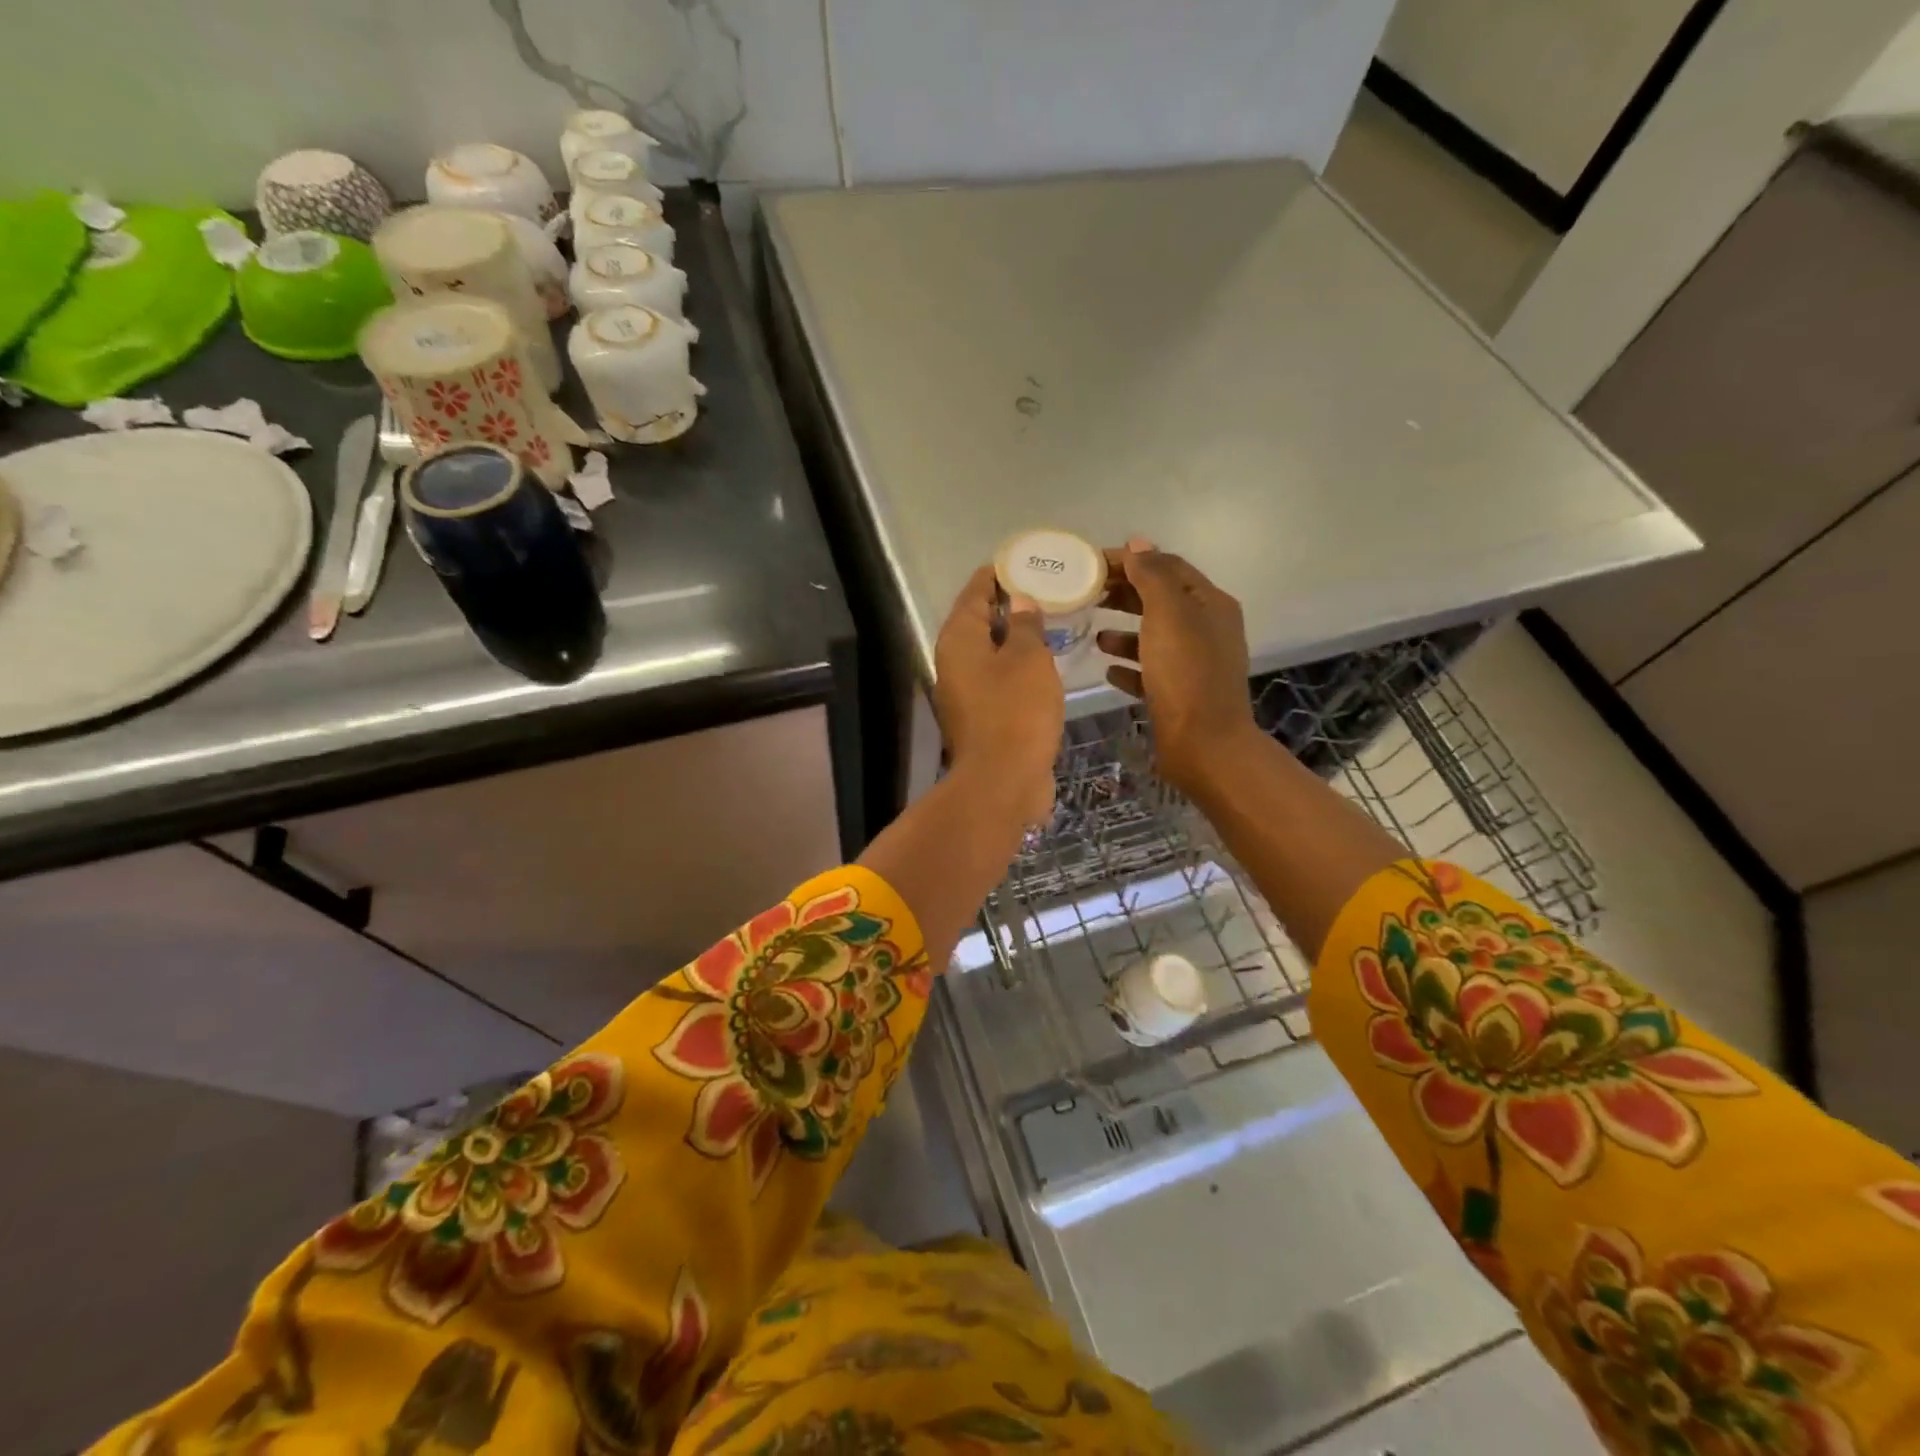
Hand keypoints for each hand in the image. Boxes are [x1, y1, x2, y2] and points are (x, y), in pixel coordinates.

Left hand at [933, 565, 1064, 823]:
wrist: (1003, 781)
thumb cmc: (1016, 711)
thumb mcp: (1029, 659)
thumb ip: (1026, 625)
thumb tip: (1019, 601)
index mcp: (958, 640)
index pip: (974, 592)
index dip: (997, 574)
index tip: (1022, 560)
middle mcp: (953, 662)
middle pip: (978, 621)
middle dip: (1007, 604)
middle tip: (1043, 588)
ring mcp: (964, 692)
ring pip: (989, 652)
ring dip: (1013, 637)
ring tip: (1048, 621)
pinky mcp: (980, 716)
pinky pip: (997, 678)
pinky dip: (1016, 666)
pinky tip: (1042, 663)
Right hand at [1097, 537, 1256, 795]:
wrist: (1204, 745)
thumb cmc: (1185, 674)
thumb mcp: (1168, 614)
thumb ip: (1153, 575)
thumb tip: (1138, 543)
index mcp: (1209, 604)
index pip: (1168, 567)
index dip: (1132, 560)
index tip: (1091, 564)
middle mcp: (1206, 630)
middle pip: (1160, 600)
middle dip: (1124, 594)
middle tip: (1086, 594)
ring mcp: (1194, 665)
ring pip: (1153, 637)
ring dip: (1123, 632)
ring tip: (1093, 634)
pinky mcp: (1179, 695)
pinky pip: (1150, 672)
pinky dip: (1129, 667)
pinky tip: (1108, 670)